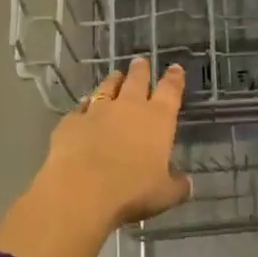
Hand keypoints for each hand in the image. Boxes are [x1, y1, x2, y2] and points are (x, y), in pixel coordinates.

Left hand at [41, 58, 191, 227]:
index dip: (174, 78)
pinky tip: (84, 106)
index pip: (170, 91)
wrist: (80, 191)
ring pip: (107, 88)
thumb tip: (186, 183)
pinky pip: (80, 108)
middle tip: (140, 61)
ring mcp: (97, 111)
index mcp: (158, 119)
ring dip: (113, 81)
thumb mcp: (165, 194)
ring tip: (115, 75)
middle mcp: (129, 108)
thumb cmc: (132, 191)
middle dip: (141, 71)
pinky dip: (85, 105)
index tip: (174, 68)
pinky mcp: (71, 122)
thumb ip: (177, 186)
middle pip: (137, 80)